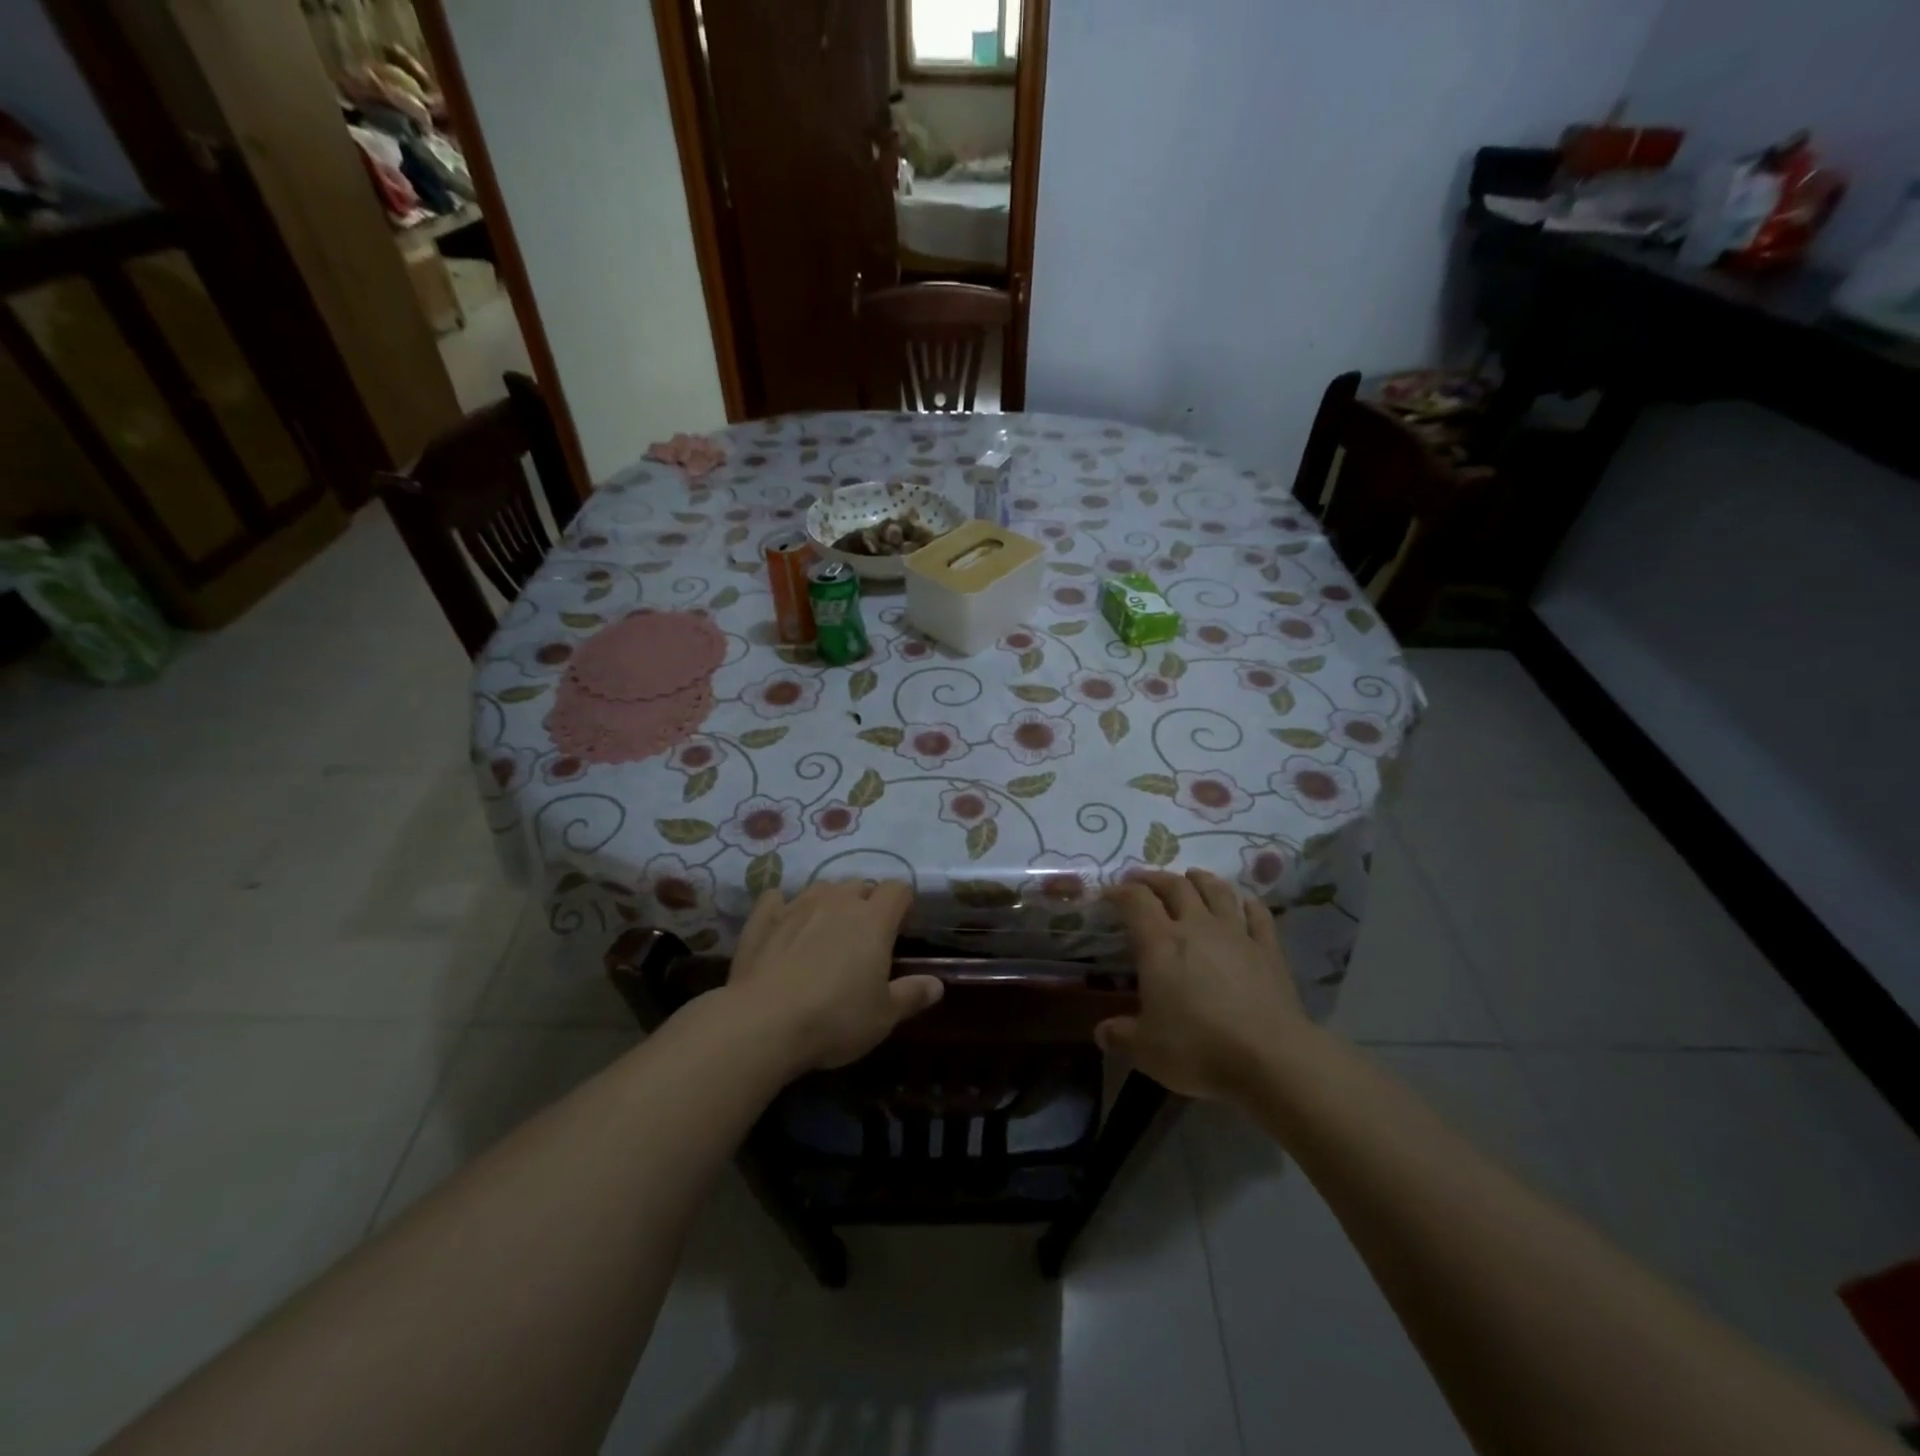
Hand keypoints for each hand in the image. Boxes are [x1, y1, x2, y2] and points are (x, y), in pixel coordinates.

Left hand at [725, 881, 942, 1072]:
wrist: (763, 1024)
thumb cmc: (835, 1019)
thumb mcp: (883, 1016)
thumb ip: (912, 995)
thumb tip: (937, 984)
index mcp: (873, 920)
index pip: (897, 890)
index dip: (902, 903)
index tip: (901, 926)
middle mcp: (837, 902)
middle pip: (858, 885)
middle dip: (865, 902)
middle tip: (863, 936)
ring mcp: (797, 906)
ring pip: (820, 887)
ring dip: (828, 902)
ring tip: (825, 930)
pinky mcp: (762, 920)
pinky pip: (776, 899)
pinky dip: (783, 906)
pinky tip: (782, 923)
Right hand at [1097, 869, 1309, 1101]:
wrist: (1271, 1058)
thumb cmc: (1199, 1048)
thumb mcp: (1145, 1050)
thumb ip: (1119, 1036)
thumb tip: (1101, 1032)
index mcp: (1159, 943)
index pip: (1135, 900)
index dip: (1119, 891)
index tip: (1108, 893)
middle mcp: (1196, 927)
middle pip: (1175, 886)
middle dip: (1155, 878)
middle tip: (1142, 879)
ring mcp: (1236, 934)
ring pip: (1216, 891)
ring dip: (1200, 879)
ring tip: (1191, 876)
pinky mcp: (1268, 950)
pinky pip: (1257, 915)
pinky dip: (1247, 904)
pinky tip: (1243, 902)